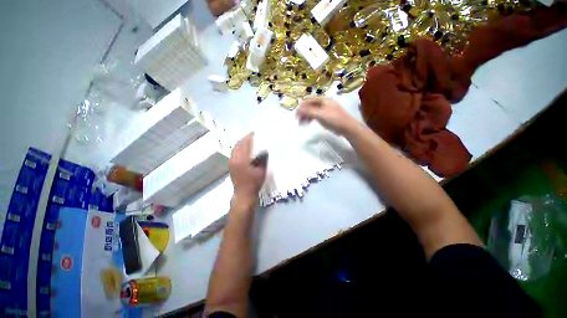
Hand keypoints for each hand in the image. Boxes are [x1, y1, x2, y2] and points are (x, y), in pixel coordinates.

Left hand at [229, 133, 267, 205]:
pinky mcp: (231, 165)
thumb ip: (262, 159)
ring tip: (248, 141)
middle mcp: (234, 159)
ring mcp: (231, 162)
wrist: (244, 194)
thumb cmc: (254, 183)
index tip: (254, 133)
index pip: (245, 144)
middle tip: (252, 136)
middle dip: (244, 139)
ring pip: (235, 148)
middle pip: (238, 145)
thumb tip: (264, 150)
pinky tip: (244, 150)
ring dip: (241, 144)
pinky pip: (234, 153)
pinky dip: (239, 149)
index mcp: (242, 159)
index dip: (249, 137)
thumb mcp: (261, 170)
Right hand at [296, 97, 358, 135]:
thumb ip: (308, 111)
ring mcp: (326, 110)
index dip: (301, 107)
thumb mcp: (320, 115)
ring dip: (306, 116)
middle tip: (298, 120)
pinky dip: (311, 119)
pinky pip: (316, 116)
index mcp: (323, 100)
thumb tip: (298, 109)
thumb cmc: (334, 119)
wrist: (347, 128)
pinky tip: (309, 123)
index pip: (309, 100)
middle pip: (310, 106)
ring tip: (302, 123)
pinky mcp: (327, 117)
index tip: (296, 115)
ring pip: (313, 111)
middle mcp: (324, 103)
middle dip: (303, 112)